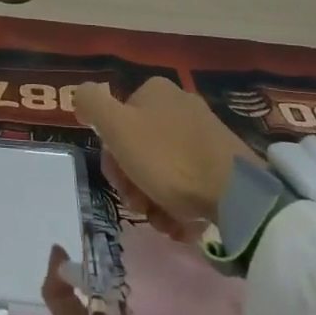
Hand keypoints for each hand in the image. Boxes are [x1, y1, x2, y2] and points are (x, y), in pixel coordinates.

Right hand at [72, 78, 252, 242]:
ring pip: (162, 169)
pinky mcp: (223, 161)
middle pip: (139, 147)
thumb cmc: (169, 159)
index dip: (113, 156)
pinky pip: (188, 181)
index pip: (117, 121)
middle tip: (140, 207)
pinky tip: (181, 223)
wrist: (235, 195)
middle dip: (133, 182)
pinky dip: (179, 203)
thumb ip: (92, 104)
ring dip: (154, 199)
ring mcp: (204, 133)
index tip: (121, 182)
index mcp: (155, 91)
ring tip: (162, 221)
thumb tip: (80, 93)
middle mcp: (180, 105)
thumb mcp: (118, 127)